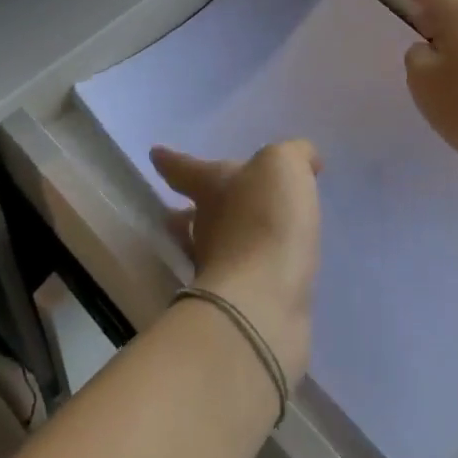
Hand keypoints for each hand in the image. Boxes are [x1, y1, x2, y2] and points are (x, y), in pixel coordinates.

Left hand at [150, 142, 321, 381]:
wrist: (263, 300)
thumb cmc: (265, 218)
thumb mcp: (282, 166)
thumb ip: (292, 155)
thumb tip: (303, 159)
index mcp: (210, 186)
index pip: (184, 168)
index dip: (171, 160)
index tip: (155, 154)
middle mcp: (205, 226)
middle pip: (195, 212)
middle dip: (200, 207)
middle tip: (208, 203)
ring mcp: (218, 268)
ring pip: (217, 246)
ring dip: (227, 240)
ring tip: (247, 237)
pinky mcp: (240, 303)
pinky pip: (247, 276)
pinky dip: (256, 268)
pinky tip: (274, 268)